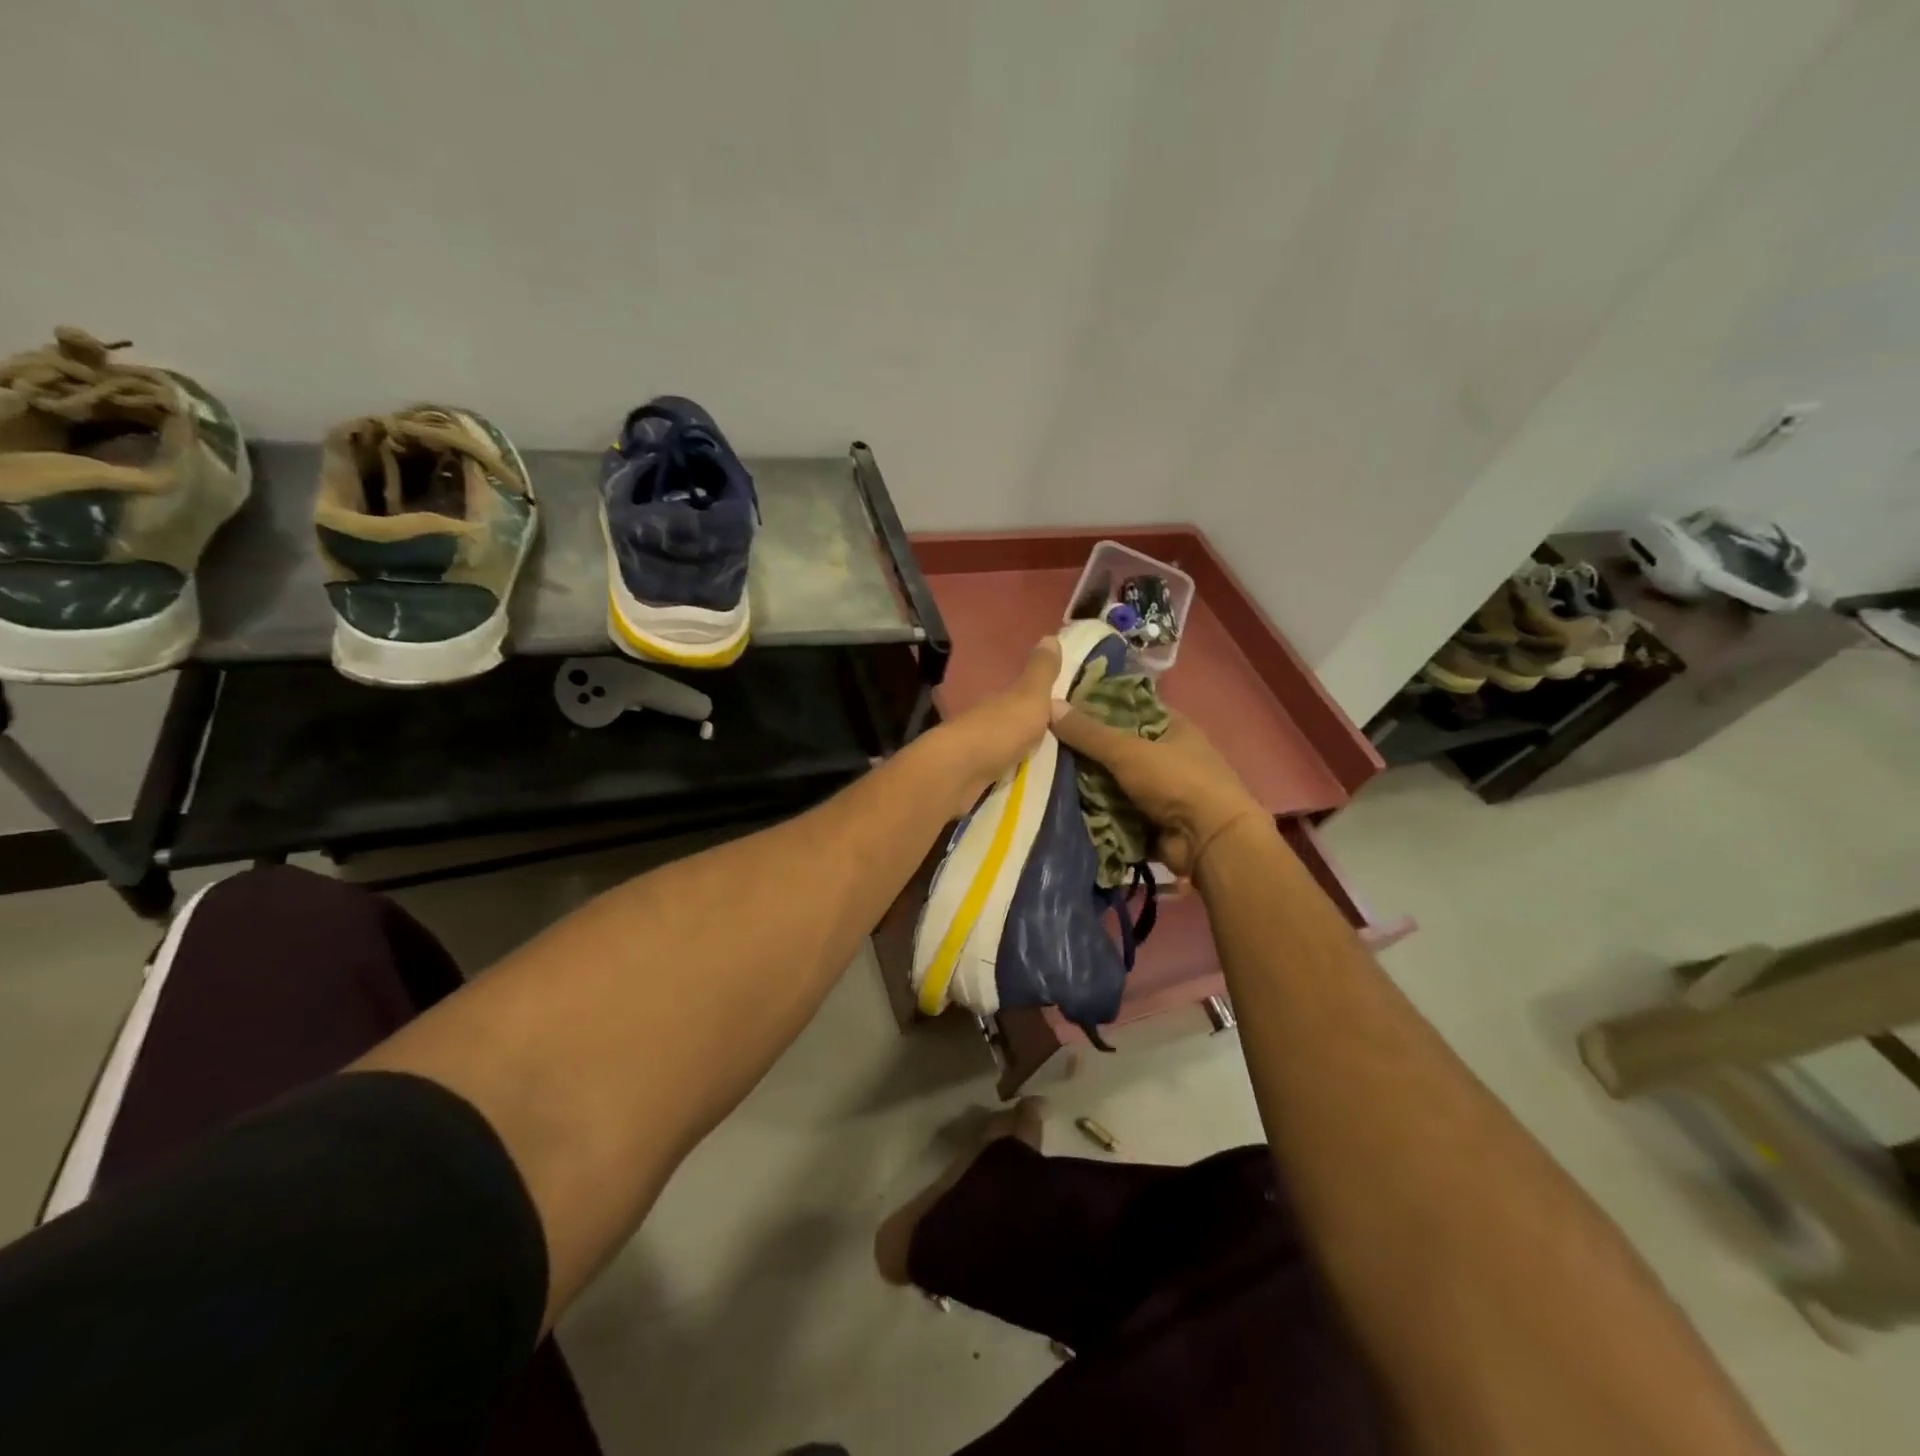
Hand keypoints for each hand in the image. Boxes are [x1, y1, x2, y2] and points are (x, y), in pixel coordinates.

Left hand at [929, 637, 1061, 817]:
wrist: (959, 772)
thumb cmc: (999, 730)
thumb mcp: (1029, 697)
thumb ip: (1040, 672)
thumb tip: (1050, 635)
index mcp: (1001, 700)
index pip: (1021, 694)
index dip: (1039, 698)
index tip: (1062, 707)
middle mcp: (986, 720)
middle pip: (1010, 721)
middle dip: (1029, 728)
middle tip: (1060, 740)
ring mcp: (976, 750)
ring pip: (1002, 747)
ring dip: (1017, 752)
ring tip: (1047, 765)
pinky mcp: (971, 778)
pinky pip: (996, 772)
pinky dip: (1007, 773)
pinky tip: (1020, 781)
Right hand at [1047, 702, 1263, 876]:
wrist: (1210, 841)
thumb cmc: (1176, 781)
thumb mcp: (1128, 750)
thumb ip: (1088, 733)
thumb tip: (1048, 704)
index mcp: (1171, 726)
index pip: (1127, 707)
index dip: (1095, 706)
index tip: (1059, 708)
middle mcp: (1167, 754)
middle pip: (1117, 746)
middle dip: (1085, 750)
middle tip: (1043, 744)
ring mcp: (1160, 789)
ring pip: (1114, 780)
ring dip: (1087, 783)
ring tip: (1044, 775)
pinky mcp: (1151, 819)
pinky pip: (1116, 809)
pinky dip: (1096, 810)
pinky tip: (1062, 803)